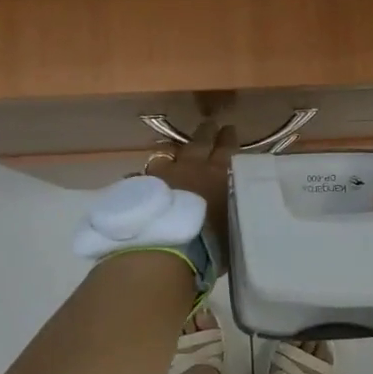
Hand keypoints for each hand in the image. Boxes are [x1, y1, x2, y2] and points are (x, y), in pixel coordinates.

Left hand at [146, 122, 237, 253]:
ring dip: (173, 154)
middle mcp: (191, 168)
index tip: (229, 128)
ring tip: (174, 154)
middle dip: (205, 133)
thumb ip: (230, 211)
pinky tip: (141, 182)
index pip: (227, 149)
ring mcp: (162, 175)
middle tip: (209, 125)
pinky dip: (145, 179)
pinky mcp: (140, 188)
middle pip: (198, 143)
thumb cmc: (210, 243)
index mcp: (218, 175)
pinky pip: (142, 177)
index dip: (228, 138)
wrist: (168, 248)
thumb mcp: (232, 226)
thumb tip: (230, 205)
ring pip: (168, 155)